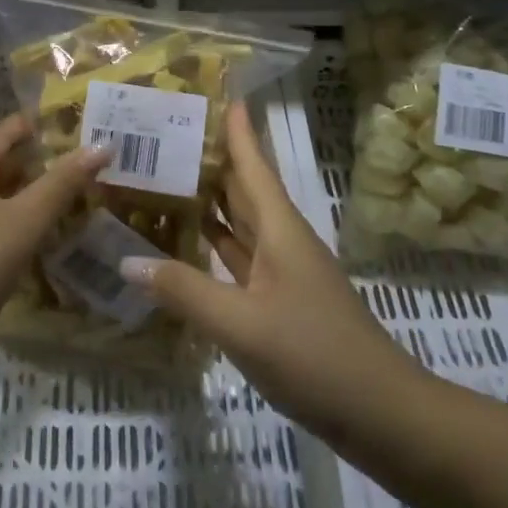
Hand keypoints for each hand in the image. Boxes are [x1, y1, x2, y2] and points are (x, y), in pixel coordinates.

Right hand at [117, 102, 420, 444]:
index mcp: (279, 229)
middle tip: (169, 133)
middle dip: (214, 159)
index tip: (218, 93)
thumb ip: (184, 291)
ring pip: (240, 224)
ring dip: (210, 200)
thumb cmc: (315, 355)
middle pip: (244, 189)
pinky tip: (186, 244)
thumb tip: (127, 260)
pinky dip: (213, 246)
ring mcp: (282, 273)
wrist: (381, 414)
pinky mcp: (279, 302)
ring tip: (167, 176)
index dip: (238, 130)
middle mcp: (281, 241)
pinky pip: (238, 259)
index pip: (253, 166)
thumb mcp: (242, 324)